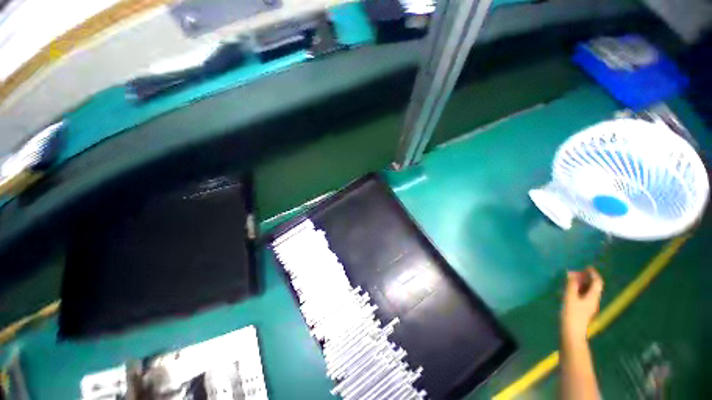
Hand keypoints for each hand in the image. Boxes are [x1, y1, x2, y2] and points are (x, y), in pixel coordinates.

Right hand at [562, 267, 603, 342]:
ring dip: (582, 284)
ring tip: (571, 279)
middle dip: (586, 278)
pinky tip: (571, 290)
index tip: (586, 266)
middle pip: (594, 286)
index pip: (597, 282)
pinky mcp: (583, 310)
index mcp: (593, 297)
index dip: (593, 274)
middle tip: (575, 272)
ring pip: (589, 291)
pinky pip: (584, 295)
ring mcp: (589, 306)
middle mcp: (594, 300)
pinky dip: (579, 289)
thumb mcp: (570, 298)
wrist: (572, 333)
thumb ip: (571, 285)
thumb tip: (572, 273)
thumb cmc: (572, 314)